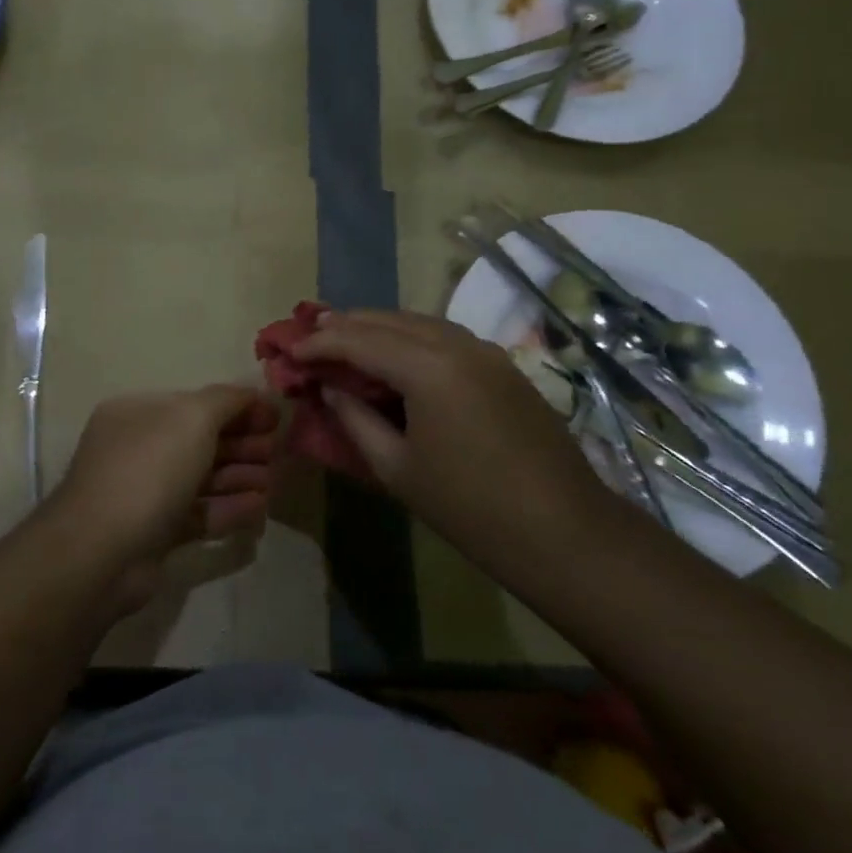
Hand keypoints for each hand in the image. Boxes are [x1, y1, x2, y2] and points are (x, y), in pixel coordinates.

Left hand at [44, 387, 277, 613]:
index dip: (237, 407)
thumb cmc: (149, 469)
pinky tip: (259, 508)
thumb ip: (228, 400)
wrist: (103, 551)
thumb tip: (255, 395)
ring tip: (274, 480)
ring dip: (239, 476)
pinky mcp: (154, 533)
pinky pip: (197, 514)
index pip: (195, 403)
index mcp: (138, 413)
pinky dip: (228, 508)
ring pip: (200, 478)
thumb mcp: (193, 417)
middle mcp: (137, 448)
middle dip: (242, 443)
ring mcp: (144, 493)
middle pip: (200, 440)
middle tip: (278, 451)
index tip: (275, 417)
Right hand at [291, 309, 600, 519]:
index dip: (318, 344)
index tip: (287, 351)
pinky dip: (411, 339)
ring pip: (419, 323)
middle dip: (346, 325)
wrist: (564, 532)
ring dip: (379, 328)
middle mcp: (457, 344)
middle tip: (309, 336)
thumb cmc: (470, 507)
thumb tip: (332, 389)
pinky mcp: (503, 366)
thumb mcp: (397, 467)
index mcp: (428, 367)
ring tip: (345, 339)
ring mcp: (486, 351)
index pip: (359, 340)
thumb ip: (356, 419)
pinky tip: (396, 357)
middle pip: (389, 320)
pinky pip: (444, 338)